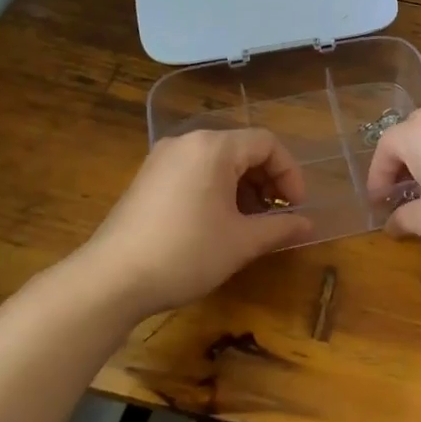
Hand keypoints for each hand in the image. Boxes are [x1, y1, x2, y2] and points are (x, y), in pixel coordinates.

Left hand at [82, 128, 312, 315]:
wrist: (112, 279)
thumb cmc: (186, 253)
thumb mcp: (241, 242)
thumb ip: (279, 227)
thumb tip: (308, 225)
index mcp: (213, 147)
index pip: (267, 144)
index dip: (290, 174)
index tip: (296, 208)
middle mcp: (187, 142)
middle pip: (242, 148)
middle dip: (267, 181)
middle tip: (275, 216)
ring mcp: (163, 158)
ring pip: (218, 161)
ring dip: (243, 187)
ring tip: (249, 224)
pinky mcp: (148, 178)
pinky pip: (195, 171)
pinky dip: (216, 190)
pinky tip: (218, 224)